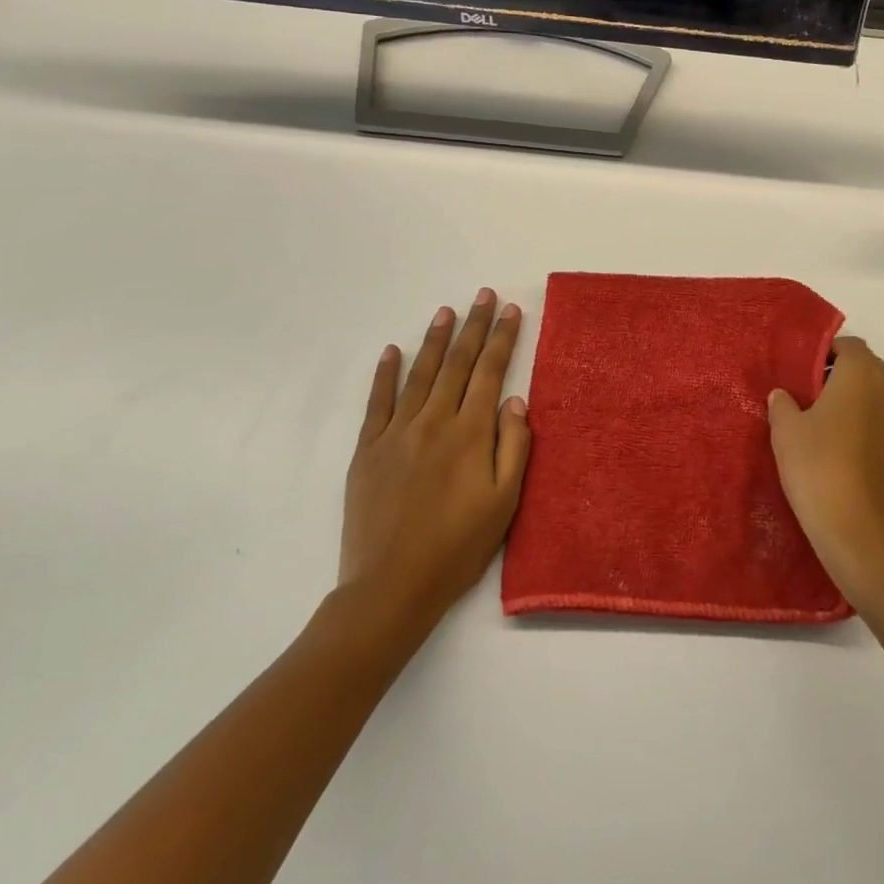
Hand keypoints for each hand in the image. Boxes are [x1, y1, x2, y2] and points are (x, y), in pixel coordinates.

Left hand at [339, 289, 531, 630]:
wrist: (390, 588)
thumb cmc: (457, 547)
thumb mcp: (504, 502)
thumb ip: (514, 446)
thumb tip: (515, 400)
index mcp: (469, 433)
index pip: (490, 372)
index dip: (502, 338)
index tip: (510, 310)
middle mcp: (433, 422)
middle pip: (458, 363)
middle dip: (474, 326)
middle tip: (483, 295)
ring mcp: (396, 433)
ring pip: (420, 374)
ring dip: (436, 340)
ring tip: (446, 311)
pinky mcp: (368, 450)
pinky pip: (378, 402)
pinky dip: (385, 374)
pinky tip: (392, 351)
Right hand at [767, 337, 883, 615]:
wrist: (864, 533)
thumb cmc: (820, 469)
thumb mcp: (786, 432)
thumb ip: (783, 404)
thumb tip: (784, 395)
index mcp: (864, 370)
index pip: (845, 346)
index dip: (822, 357)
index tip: (801, 379)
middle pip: (866, 368)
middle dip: (841, 378)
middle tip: (809, 402)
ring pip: (880, 394)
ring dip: (858, 402)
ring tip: (827, 428)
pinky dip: (872, 425)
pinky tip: (848, 451)